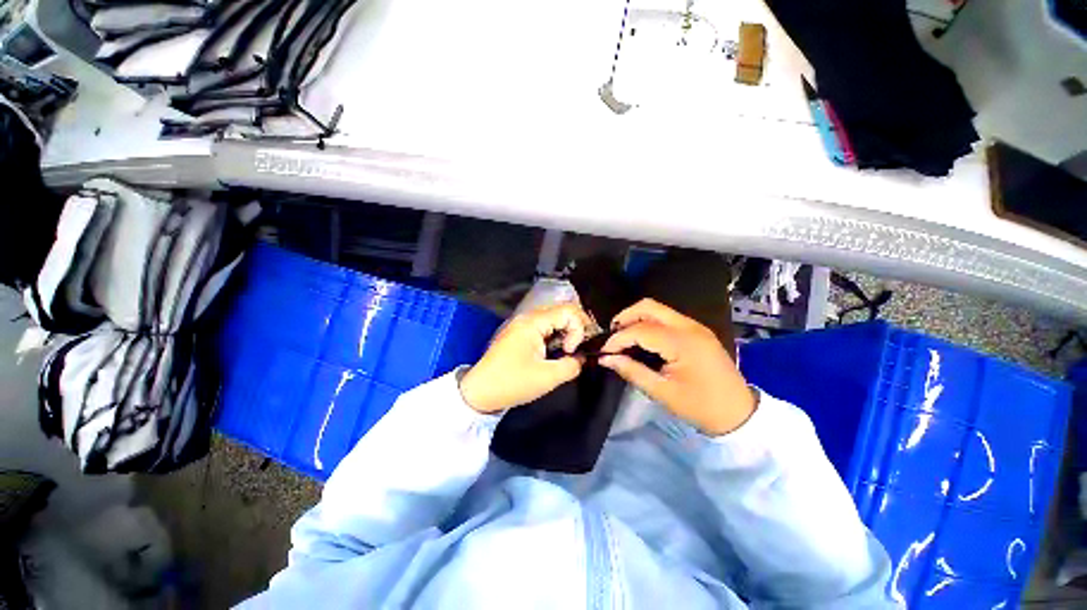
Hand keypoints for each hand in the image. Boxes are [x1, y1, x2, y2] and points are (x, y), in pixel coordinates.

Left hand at [459, 304, 591, 413]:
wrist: (479, 391)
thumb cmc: (512, 383)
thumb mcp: (547, 377)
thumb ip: (572, 365)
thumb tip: (583, 357)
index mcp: (533, 322)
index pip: (568, 311)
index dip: (578, 330)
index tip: (571, 351)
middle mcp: (528, 317)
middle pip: (562, 311)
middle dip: (576, 328)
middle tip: (579, 349)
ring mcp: (523, 324)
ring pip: (555, 319)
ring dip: (567, 333)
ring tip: (569, 351)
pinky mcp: (521, 333)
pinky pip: (546, 327)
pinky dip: (556, 337)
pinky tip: (557, 352)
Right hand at [599, 299, 755, 435]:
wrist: (739, 412)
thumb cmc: (700, 406)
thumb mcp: (662, 392)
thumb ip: (631, 371)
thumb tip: (606, 359)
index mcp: (682, 342)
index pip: (640, 329)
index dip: (618, 338)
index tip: (604, 352)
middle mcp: (689, 326)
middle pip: (648, 306)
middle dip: (625, 317)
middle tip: (612, 336)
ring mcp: (695, 325)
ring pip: (657, 308)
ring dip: (636, 318)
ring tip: (624, 337)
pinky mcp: (697, 330)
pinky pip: (667, 317)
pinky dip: (649, 322)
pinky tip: (642, 338)